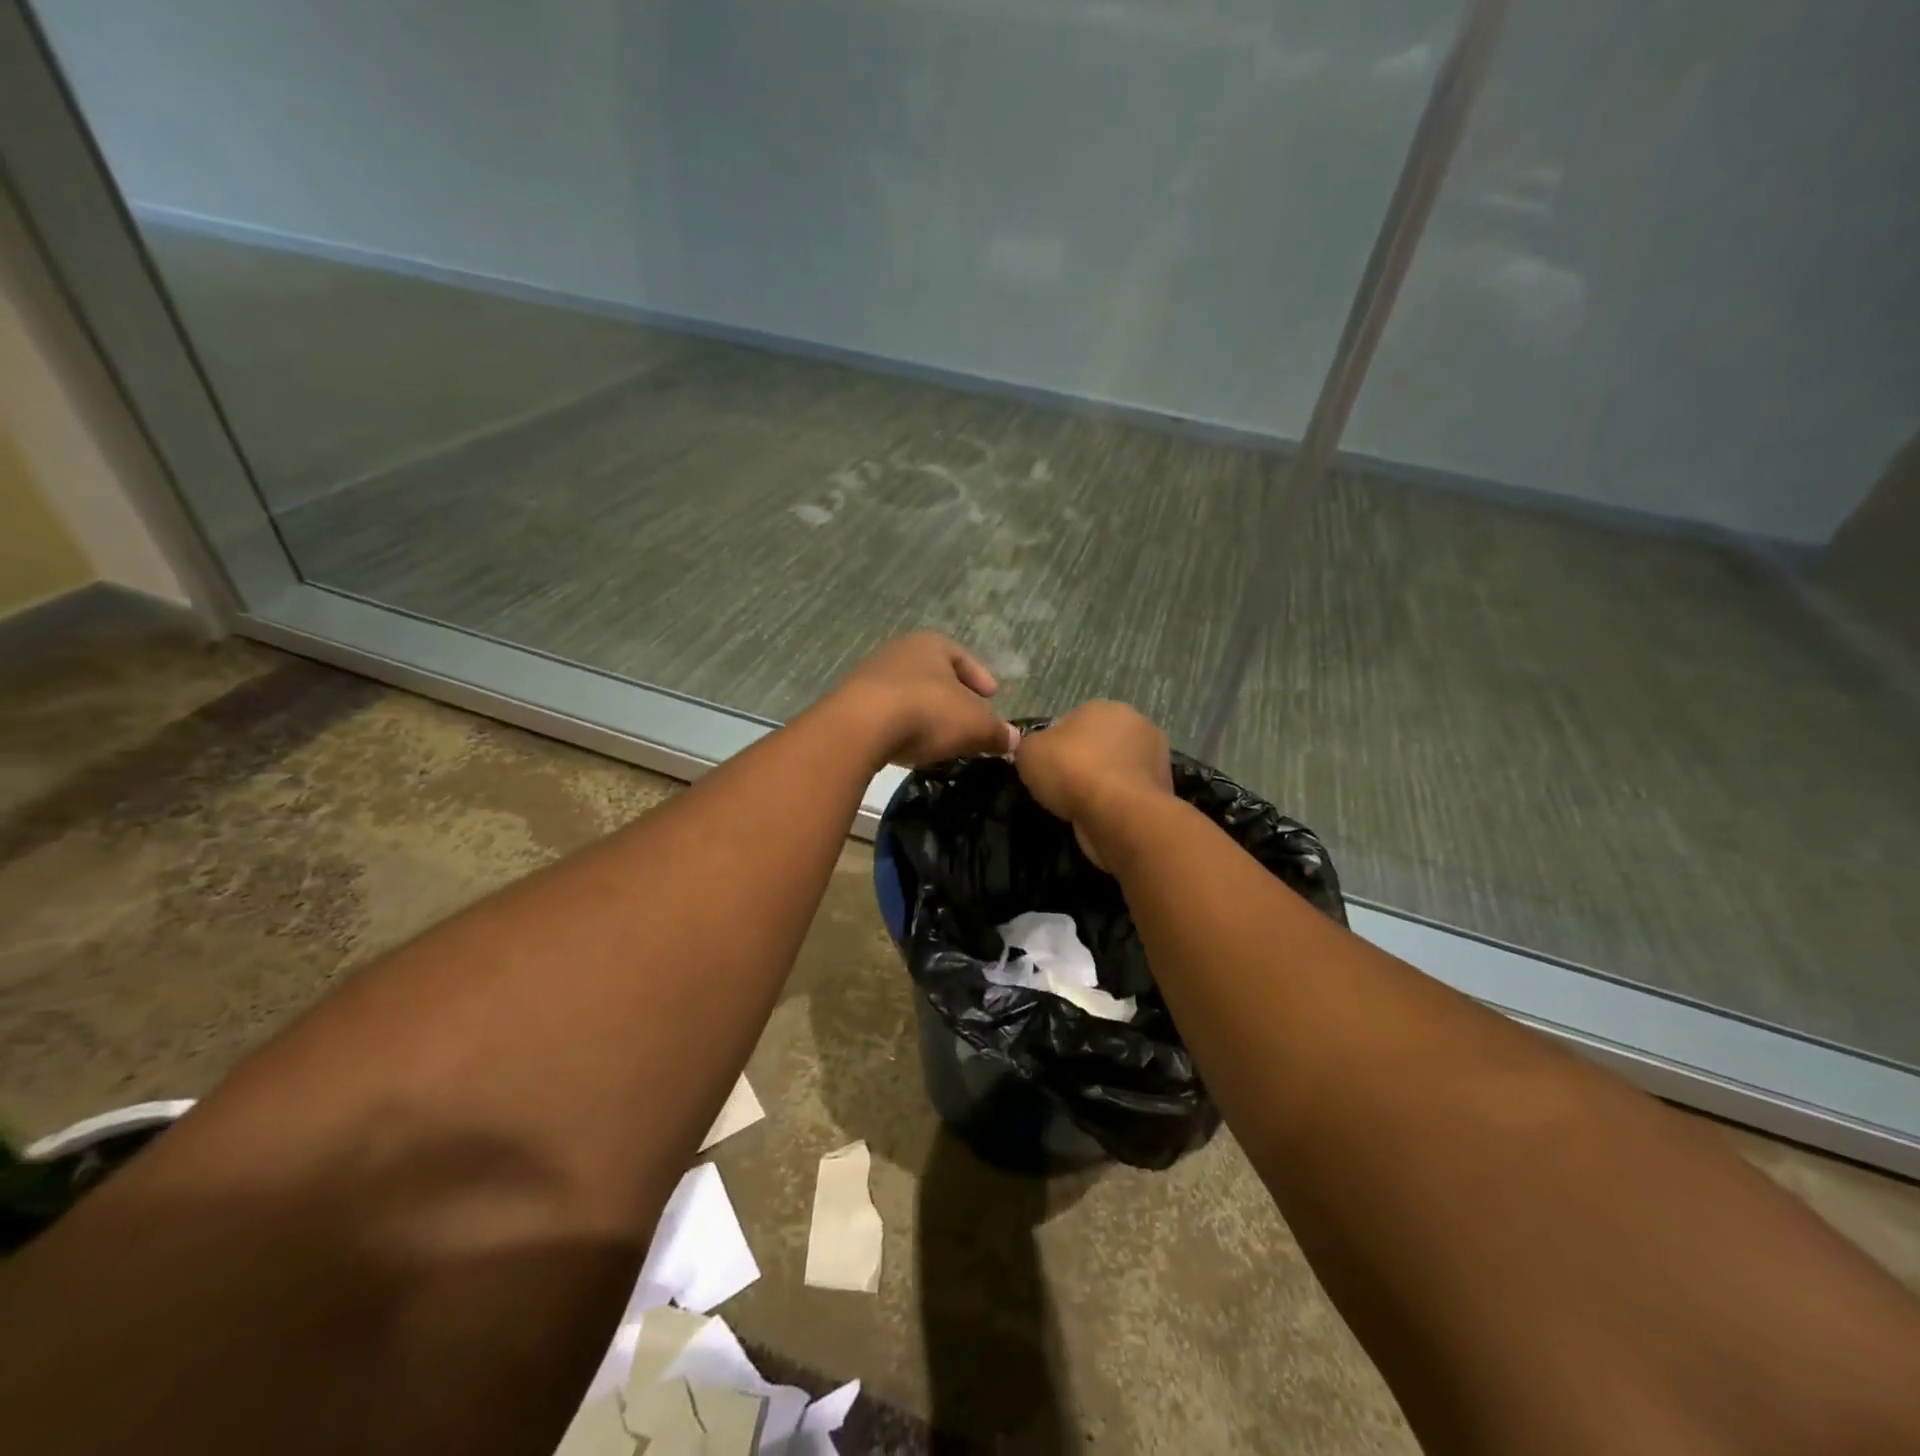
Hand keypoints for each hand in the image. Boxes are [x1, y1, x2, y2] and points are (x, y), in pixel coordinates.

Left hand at [831, 632, 1017, 767]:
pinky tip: (910, 745)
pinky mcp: (851, 704)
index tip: (992, 695)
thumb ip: (996, 731)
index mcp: (931, 644)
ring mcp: (870, 676)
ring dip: (925, 713)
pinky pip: (886, 713)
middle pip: (933, 675)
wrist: (860, 727)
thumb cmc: (927, 712)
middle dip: (952, 697)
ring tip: (939, 738)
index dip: (980, 677)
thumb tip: (1014, 739)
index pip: (962, 657)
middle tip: (967, 719)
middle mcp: (899, 652)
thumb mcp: (975, 725)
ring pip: (908, 694)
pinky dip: (902, 727)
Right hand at [1015, 701, 1172, 867]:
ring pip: (1117, 769)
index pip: (1074, 721)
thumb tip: (1037, 750)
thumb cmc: (1072, 771)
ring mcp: (1155, 758)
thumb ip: (1030, 745)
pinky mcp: (1163, 790)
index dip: (1057, 745)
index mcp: (1105, 707)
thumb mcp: (1029, 752)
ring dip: (1103, 783)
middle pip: (1100, 743)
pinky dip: (1117, 803)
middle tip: (1062, 787)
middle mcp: (1136, 724)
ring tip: (1081, 806)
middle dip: (1085, 761)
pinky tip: (1101, 817)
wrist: (1118, 814)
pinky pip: (1129, 794)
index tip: (1047, 768)